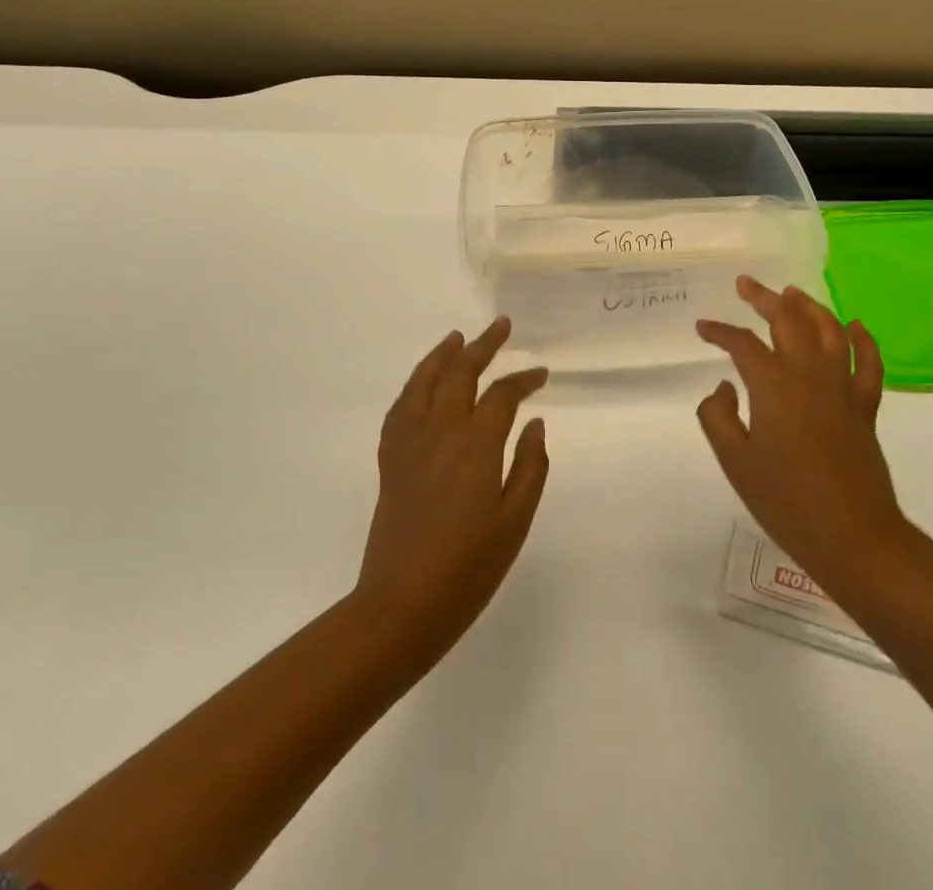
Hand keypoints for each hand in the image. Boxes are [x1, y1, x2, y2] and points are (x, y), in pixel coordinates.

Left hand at [353, 318, 549, 664]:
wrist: (400, 607)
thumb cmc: (468, 570)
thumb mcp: (515, 522)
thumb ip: (530, 467)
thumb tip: (534, 423)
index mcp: (475, 447)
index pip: (502, 396)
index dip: (524, 379)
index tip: (541, 374)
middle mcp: (439, 433)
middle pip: (460, 373)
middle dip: (483, 345)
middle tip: (501, 325)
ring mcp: (410, 445)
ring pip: (423, 382)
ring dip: (442, 355)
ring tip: (457, 337)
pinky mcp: (390, 461)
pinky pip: (400, 408)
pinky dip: (415, 385)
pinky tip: (422, 384)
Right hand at [696, 277, 905, 594]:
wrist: (852, 536)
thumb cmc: (786, 502)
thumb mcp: (736, 462)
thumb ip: (719, 417)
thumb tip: (725, 387)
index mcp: (773, 385)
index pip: (743, 344)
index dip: (720, 332)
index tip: (703, 328)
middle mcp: (809, 374)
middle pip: (788, 321)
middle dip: (764, 299)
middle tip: (746, 285)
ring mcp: (842, 388)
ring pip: (829, 330)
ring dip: (809, 307)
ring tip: (792, 292)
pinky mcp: (865, 407)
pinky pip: (868, 363)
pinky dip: (863, 340)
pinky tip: (855, 325)